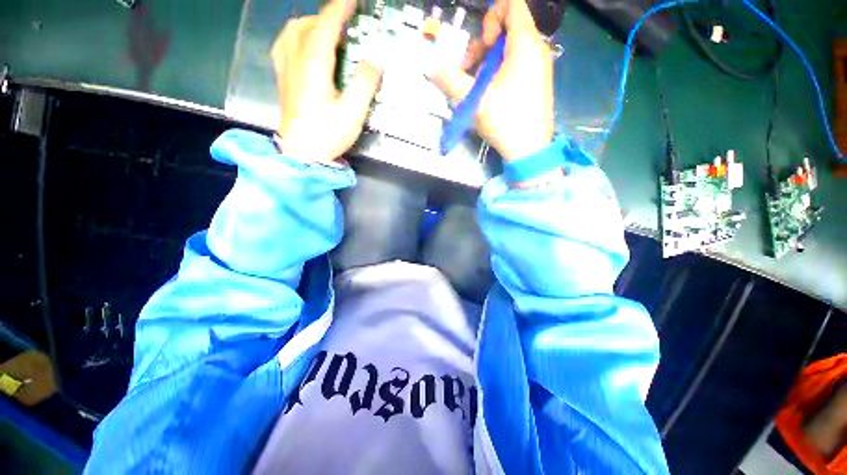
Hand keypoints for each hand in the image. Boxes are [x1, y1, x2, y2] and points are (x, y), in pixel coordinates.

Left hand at [271, 0, 381, 162]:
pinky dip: (296, 38)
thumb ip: (365, 85)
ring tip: (327, 34)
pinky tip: (304, 47)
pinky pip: (283, 46)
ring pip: (292, 32)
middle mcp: (295, 61)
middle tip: (345, 26)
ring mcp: (285, 70)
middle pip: (307, 25)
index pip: (326, 26)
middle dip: (327, 19)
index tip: (352, 1)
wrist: (301, 154)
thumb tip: (374, 62)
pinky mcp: (283, 80)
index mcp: (314, 66)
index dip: (340, 9)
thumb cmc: (327, 135)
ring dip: (310, 25)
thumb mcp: (353, 113)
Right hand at [432, 0, 554, 161]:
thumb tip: (431, 68)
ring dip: (488, 61)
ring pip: (510, 48)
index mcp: (525, 45)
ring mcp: (538, 65)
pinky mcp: (536, 80)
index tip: (482, 44)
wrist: (530, 149)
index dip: (492, 16)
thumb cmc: (506, 121)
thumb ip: (451, 80)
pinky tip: (490, 92)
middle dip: (483, 45)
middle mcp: (536, 49)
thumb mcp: (475, 100)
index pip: (513, 4)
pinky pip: (516, 63)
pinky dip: (499, 70)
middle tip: (471, 70)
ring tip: (478, 86)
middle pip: (508, 27)